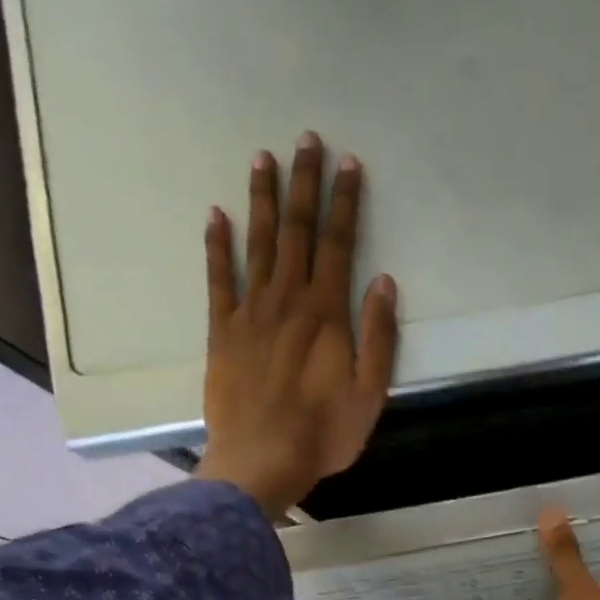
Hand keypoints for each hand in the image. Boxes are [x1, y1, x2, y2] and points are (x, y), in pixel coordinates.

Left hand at [196, 133, 398, 516]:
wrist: (262, 460)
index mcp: (327, 315)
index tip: (349, 164)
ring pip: (258, 244)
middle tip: (307, 139)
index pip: (339, 246)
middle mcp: (288, 301)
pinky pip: (219, 279)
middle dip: (304, 185)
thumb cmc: (324, 434)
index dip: (345, 204)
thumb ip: (377, 337)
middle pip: (297, 232)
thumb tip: (383, 282)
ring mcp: (251, 313)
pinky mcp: (222, 332)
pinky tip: (216, 215)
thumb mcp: (369, 394)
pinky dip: (217, 245)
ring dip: (262, 200)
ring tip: (263, 158)